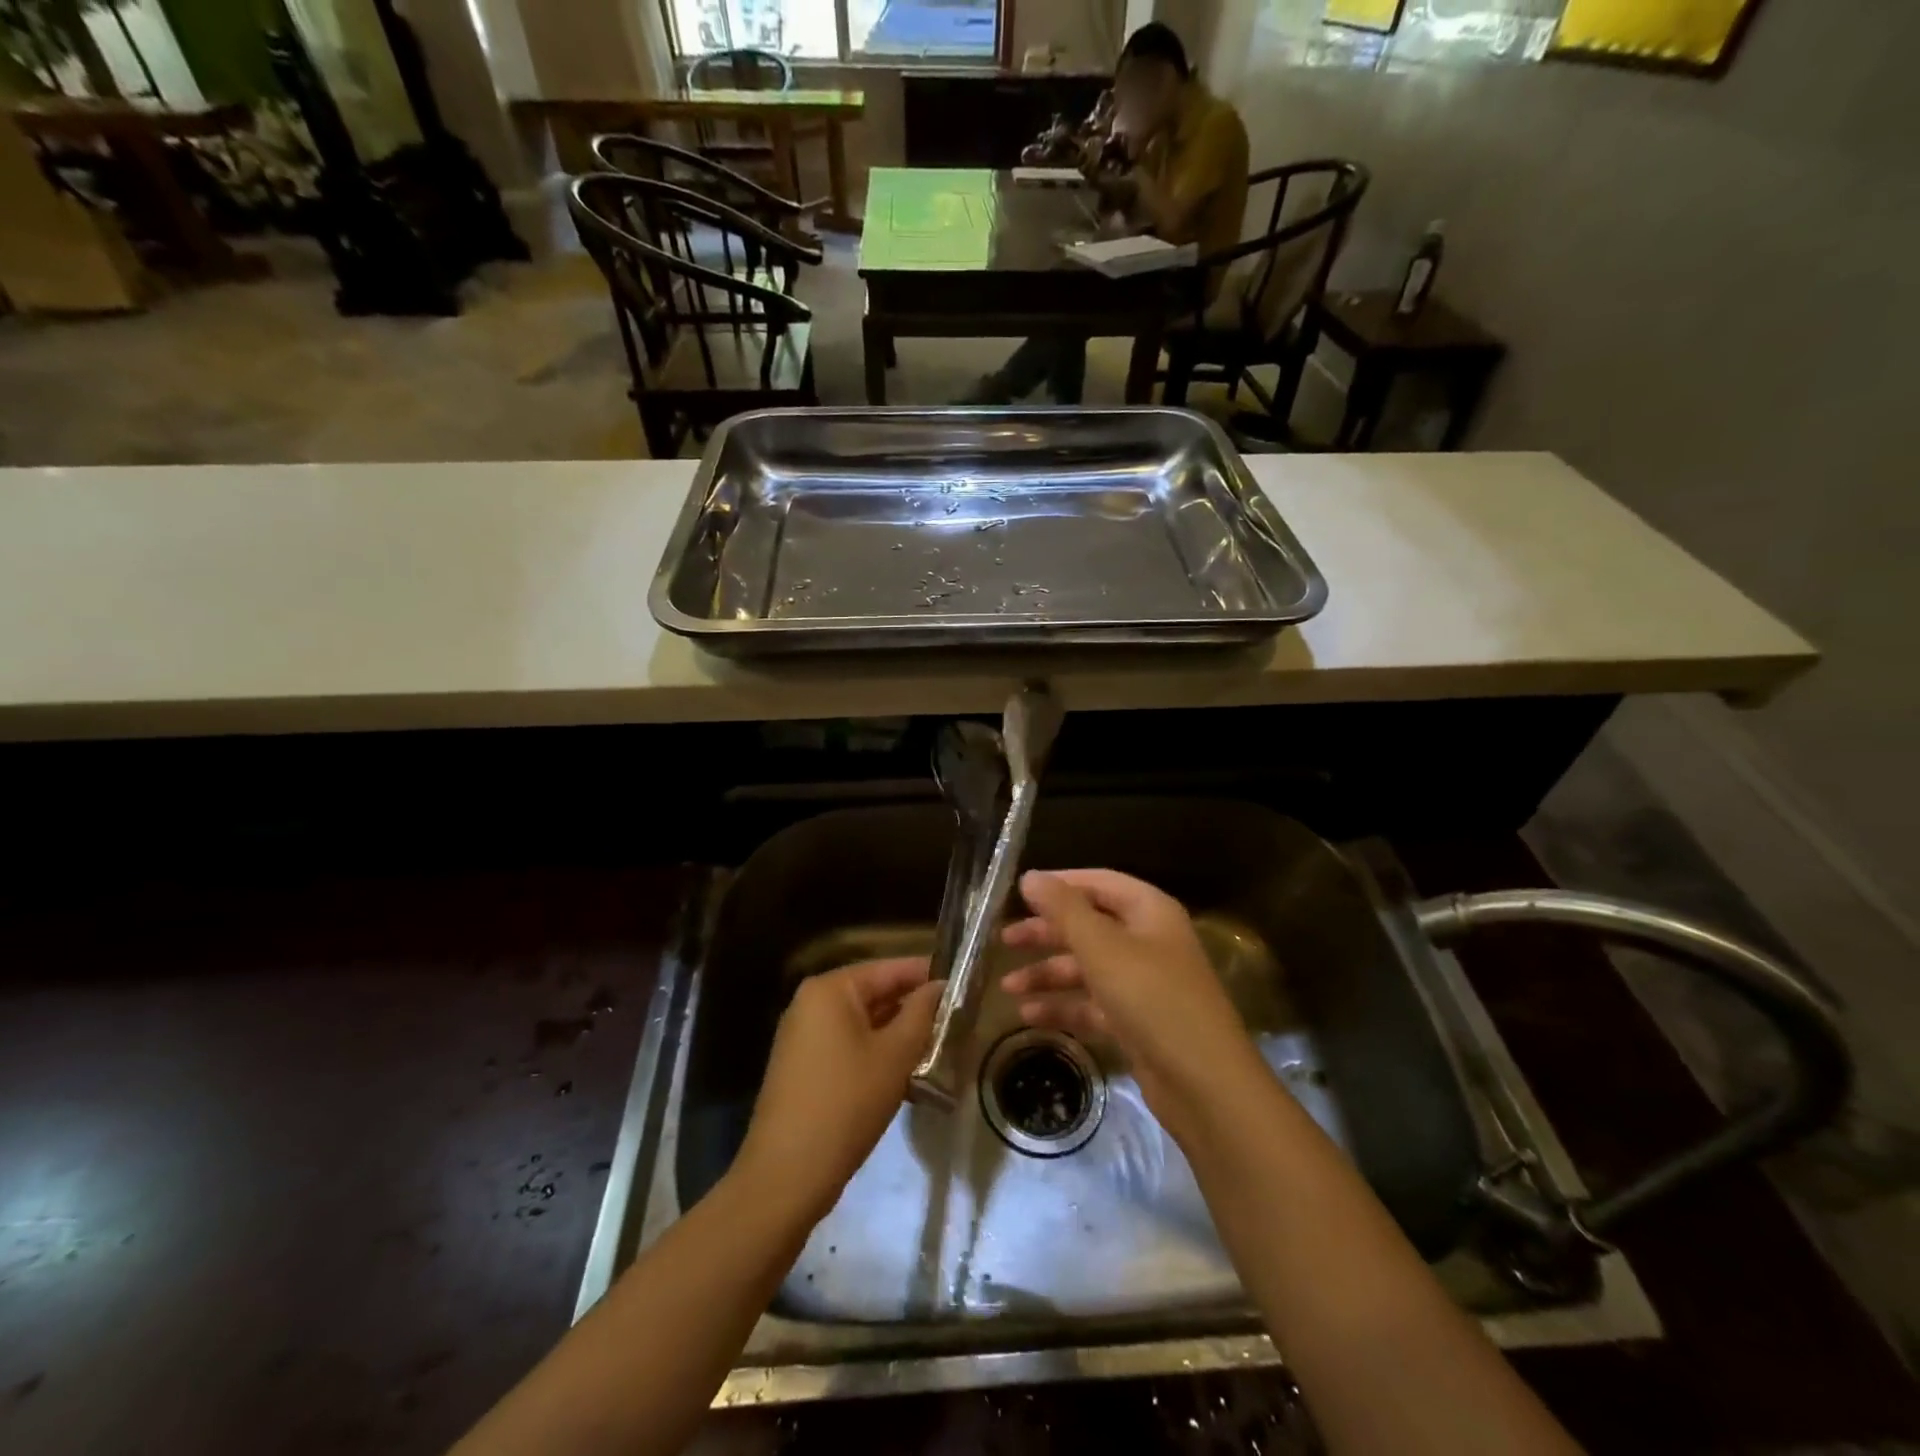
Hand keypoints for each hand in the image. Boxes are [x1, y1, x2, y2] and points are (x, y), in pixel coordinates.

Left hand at [736, 958, 940, 1224]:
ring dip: (898, 1034)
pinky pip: (847, 1045)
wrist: (787, 1175)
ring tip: (940, 1046)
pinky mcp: (802, 1067)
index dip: (927, 975)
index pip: (889, 968)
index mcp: (830, 989)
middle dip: (914, 1007)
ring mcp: (803, 1036)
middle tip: (956, 1020)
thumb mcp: (895, 1055)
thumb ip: (921, 1013)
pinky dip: (876, 1053)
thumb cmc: (847, 1103)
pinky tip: (907, 1073)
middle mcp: (811, 1003)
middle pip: (874, 993)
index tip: (962, 985)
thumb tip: (940, 986)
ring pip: (863, 1022)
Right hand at [1000, 870, 1264, 1137]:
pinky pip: (1093, 1003)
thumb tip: (1030, 876)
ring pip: (1087, 967)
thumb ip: (1063, 909)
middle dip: (1046, 933)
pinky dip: (1064, 1005)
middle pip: (1089, 925)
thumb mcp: (1102, 947)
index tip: (1019, 894)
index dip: (1059, 885)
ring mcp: (1143, 983)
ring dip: (1048, 974)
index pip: (1098, 882)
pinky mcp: (1137, 1021)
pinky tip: (1029, 1015)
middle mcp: (1147, 940)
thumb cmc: (1152, 999)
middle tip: (1004, 940)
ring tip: (1008, 987)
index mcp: (1149, 911)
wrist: (1204, 1084)